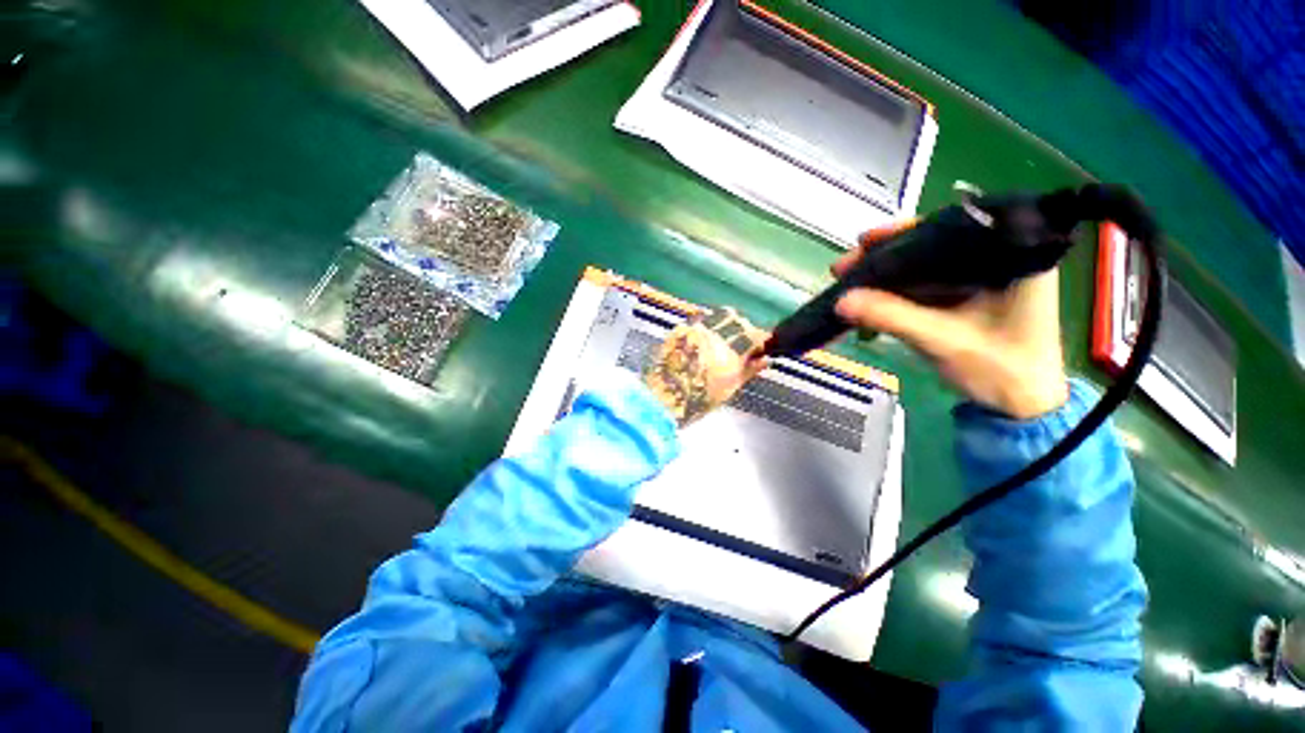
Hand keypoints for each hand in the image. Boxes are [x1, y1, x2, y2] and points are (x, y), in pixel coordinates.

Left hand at [644, 307, 767, 426]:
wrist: (662, 399)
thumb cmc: (699, 399)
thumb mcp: (730, 387)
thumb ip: (749, 370)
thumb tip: (765, 360)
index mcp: (731, 351)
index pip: (754, 335)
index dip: (759, 340)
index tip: (759, 347)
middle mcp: (714, 334)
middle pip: (737, 320)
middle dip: (742, 329)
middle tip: (740, 343)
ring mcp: (695, 329)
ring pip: (717, 315)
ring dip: (724, 323)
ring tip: (721, 339)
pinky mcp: (679, 329)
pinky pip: (698, 320)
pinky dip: (706, 326)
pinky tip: (703, 340)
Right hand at [832, 223, 1068, 419]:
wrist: (1020, 407)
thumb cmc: (999, 371)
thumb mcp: (943, 341)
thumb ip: (892, 317)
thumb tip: (841, 301)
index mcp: (1012, 258)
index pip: (954, 226)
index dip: (905, 232)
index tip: (867, 240)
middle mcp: (998, 259)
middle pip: (933, 243)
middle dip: (886, 254)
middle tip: (846, 264)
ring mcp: (980, 278)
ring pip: (925, 264)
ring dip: (886, 272)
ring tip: (848, 276)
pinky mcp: (966, 295)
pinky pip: (925, 283)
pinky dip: (895, 289)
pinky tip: (869, 292)